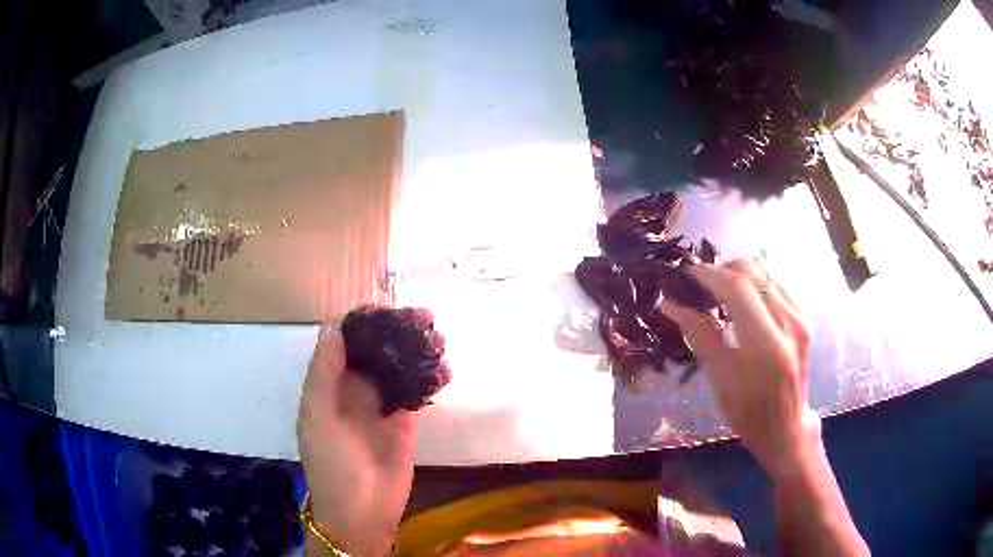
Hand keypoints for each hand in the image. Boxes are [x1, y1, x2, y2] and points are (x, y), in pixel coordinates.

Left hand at [297, 325, 419, 555]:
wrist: (362, 511)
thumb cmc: (332, 465)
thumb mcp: (318, 418)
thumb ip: (324, 374)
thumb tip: (334, 326)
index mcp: (329, 383)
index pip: (343, 339)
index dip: (362, 319)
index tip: (387, 308)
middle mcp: (354, 387)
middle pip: (376, 346)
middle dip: (398, 328)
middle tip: (425, 317)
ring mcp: (381, 403)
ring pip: (400, 364)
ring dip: (418, 349)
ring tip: (440, 341)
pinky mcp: (406, 420)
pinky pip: (418, 390)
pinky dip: (431, 376)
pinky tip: (445, 369)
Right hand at [659, 260, 820, 480]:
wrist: (785, 426)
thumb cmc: (747, 412)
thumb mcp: (719, 378)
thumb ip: (699, 335)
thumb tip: (671, 304)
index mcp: (765, 344)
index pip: (737, 288)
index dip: (709, 274)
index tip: (688, 274)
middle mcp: (789, 322)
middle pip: (752, 272)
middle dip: (723, 270)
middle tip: (703, 284)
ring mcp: (801, 317)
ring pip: (766, 272)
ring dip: (740, 274)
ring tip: (721, 290)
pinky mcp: (806, 317)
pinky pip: (778, 283)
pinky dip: (757, 283)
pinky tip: (746, 300)